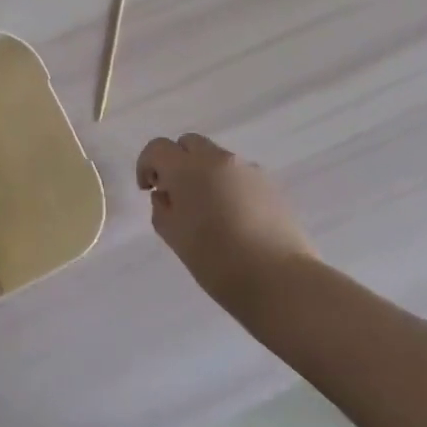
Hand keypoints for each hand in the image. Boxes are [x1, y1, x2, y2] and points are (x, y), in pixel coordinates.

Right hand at [138, 134, 314, 311]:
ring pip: (217, 159)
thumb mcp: (175, 238)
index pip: (158, 148)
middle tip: (176, 194)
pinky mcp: (271, 185)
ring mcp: (248, 169)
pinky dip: (229, 186)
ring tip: (209, 211)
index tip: (148, 189)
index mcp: (188, 169)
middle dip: (177, 162)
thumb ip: (162, 209)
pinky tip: (235, 219)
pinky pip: (240, 175)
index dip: (146, 165)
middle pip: (189, 144)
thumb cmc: (217, 262)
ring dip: (204, 174)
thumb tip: (166, 195)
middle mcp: (218, 159)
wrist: (280, 282)